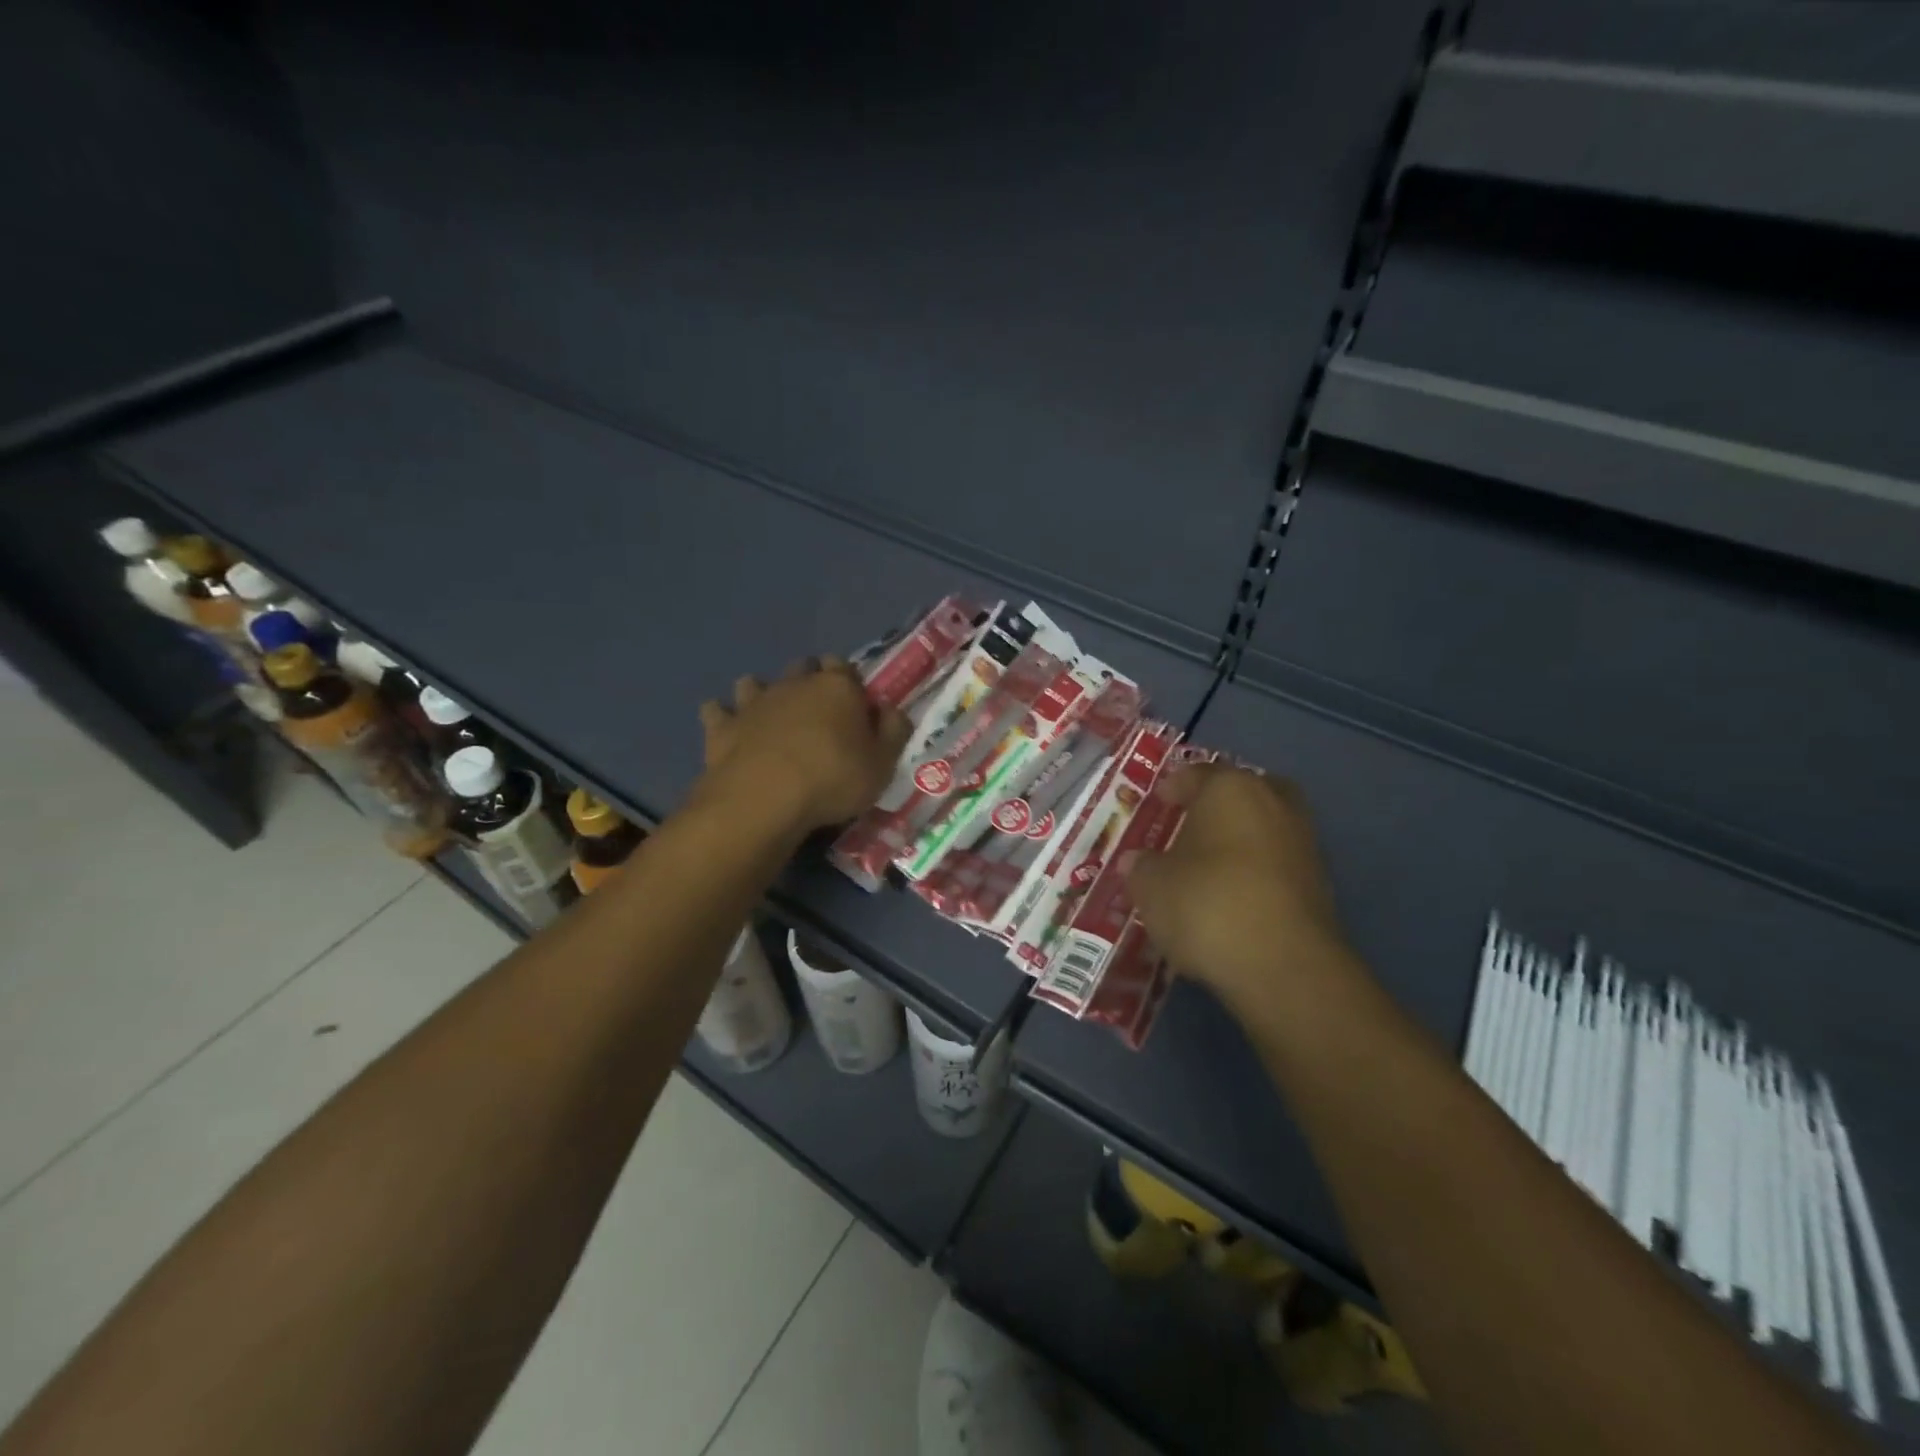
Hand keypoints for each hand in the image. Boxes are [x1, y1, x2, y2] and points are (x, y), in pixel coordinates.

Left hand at [697, 659, 911, 834]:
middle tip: (817, 712)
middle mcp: (794, 684)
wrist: (764, 799)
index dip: (850, 683)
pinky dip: (722, 716)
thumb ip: (893, 732)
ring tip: (770, 716)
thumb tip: (891, 711)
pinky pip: (716, 711)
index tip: (855, 706)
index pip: (845, 667)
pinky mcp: (722, 726)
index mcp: (837, 687)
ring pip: (755, 682)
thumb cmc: (833, 780)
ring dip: (762, 693)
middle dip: (809, 681)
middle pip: (803, 668)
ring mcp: (754, 702)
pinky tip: (727, 728)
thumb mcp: (883, 764)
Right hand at [1126, 766, 1365, 1019]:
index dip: (1175, 786)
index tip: (1160, 801)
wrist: (1284, 966)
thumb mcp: (1151, 886)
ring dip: (1243, 839)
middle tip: (1194, 823)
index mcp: (1230, 789)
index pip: (1198, 774)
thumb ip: (1141, 867)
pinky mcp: (1321, 884)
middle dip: (1221, 804)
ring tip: (1211, 865)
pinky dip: (1259, 872)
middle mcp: (1274, 804)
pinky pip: (1279, 863)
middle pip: (1245, 791)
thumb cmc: (1206, 904)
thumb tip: (1137, 861)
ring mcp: (1304, 843)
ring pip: (1267, 826)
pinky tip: (1235, 897)